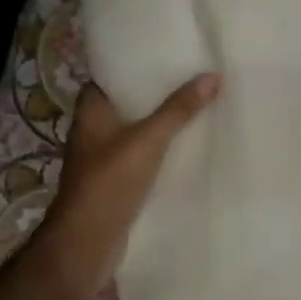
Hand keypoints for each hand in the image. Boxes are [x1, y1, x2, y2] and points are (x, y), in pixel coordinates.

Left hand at [36, 75, 220, 291]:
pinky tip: (185, 149)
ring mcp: (102, 160)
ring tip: (194, 109)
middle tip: (189, 80)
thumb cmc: (110, 181)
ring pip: (134, 133)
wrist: (88, 241)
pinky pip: (140, 158)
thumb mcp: (148, 140)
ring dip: (158, 125)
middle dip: (153, 96)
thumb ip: (178, 110)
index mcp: (90, 113)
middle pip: (125, 105)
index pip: (107, 78)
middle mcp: (92, 132)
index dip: (131, 68)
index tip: (162, 58)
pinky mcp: (115, 183)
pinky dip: (158, 152)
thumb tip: (211, 76)